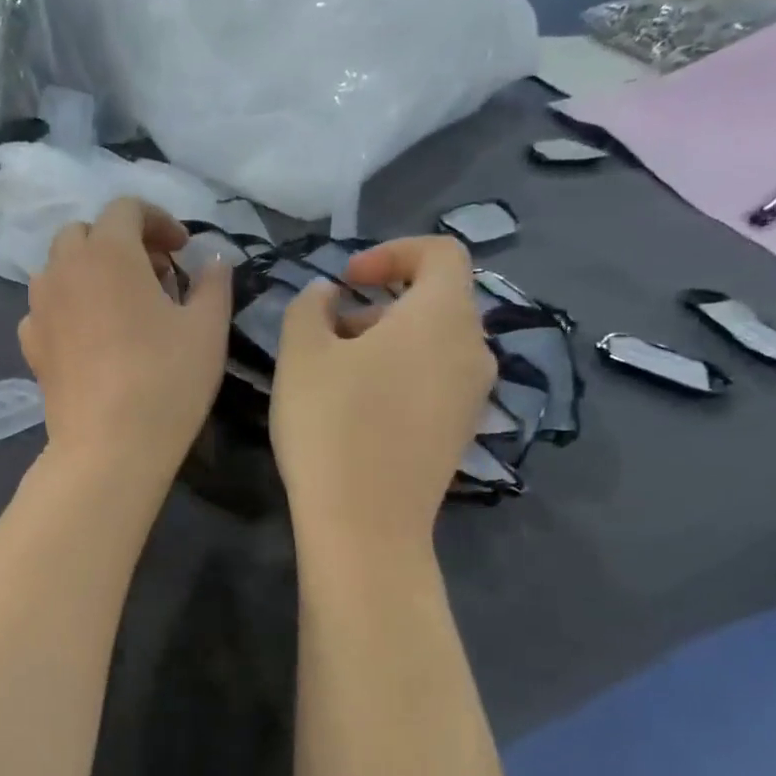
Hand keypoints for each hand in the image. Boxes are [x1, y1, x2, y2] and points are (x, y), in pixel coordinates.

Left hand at [20, 198, 231, 481]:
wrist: (109, 446)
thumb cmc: (166, 380)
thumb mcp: (207, 328)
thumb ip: (213, 283)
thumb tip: (214, 260)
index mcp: (108, 253)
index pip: (126, 209)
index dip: (158, 220)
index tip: (182, 250)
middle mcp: (64, 269)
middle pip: (85, 232)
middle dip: (120, 242)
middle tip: (154, 274)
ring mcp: (40, 307)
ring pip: (59, 267)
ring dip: (89, 271)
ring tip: (120, 304)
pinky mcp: (31, 344)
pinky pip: (46, 308)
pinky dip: (68, 306)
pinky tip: (90, 335)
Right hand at [270, 235, 492, 542]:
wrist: (366, 522)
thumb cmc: (331, 424)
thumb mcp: (301, 354)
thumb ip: (309, 307)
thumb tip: (326, 296)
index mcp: (443, 316)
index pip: (441, 253)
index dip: (392, 252)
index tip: (345, 279)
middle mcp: (473, 349)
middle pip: (436, 302)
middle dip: (379, 304)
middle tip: (328, 333)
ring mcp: (472, 396)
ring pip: (433, 345)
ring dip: (386, 342)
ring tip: (335, 374)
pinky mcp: (460, 432)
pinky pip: (434, 381)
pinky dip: (400, 375)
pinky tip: (357, 410)